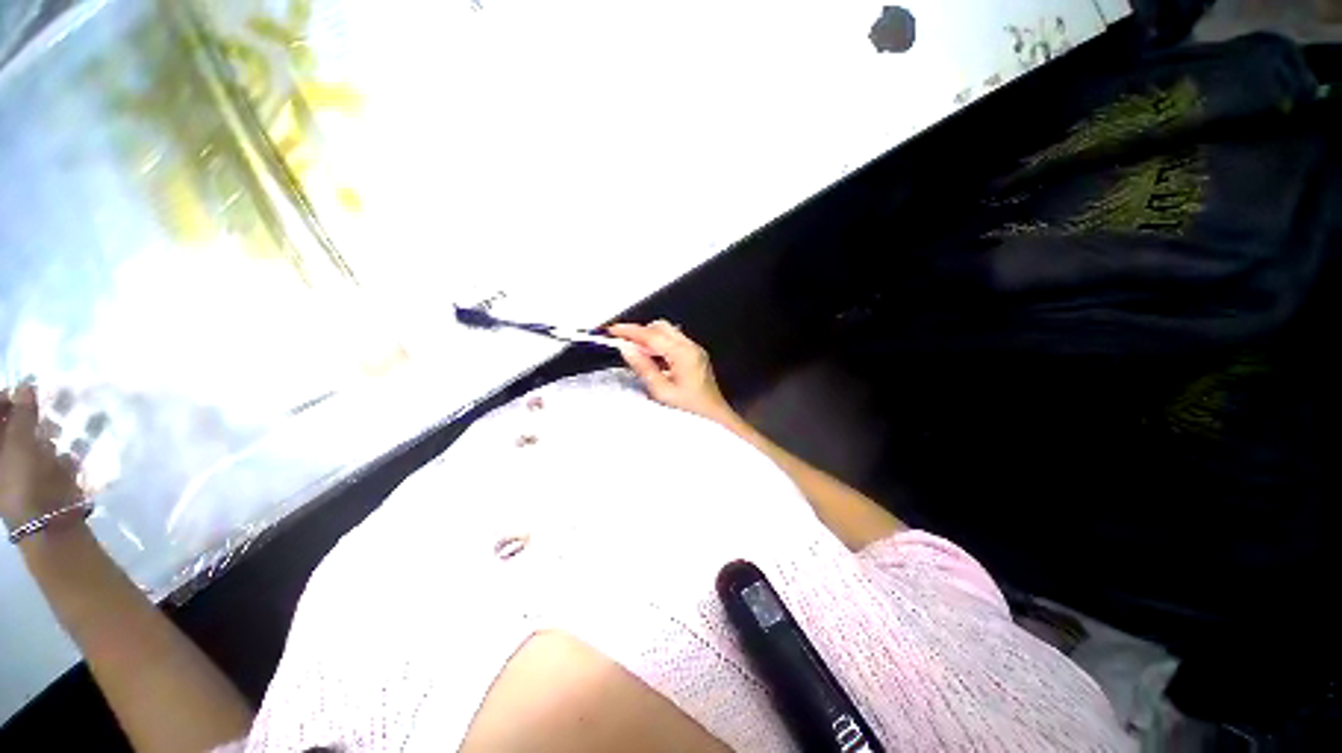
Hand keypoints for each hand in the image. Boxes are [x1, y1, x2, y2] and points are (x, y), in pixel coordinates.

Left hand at [0, 385, 84, 532]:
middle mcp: (3, 456)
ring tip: (54, 431)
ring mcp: (20, 468)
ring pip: (29, 438)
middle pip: (10, 426)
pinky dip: (53, 447)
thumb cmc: (23, 481)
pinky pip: (45, 453)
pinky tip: (62, 450)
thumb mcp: (20, 444)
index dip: (6, 399)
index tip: (24, 391)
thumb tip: (25, 387)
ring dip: (41, 430)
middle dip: (26, 414)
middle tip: (41, 406)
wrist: (49, 522)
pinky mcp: (39, 475)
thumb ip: (22, 414)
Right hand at [608, 321, 736, 424]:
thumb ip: (643, 367)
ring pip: (668, 332)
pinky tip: (651, 359)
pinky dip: (659, 345)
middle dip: (640, 332)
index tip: (612, 331)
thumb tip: (627, 349)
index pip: (651, 335)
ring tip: (635, 352)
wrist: (714, 419)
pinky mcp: (696, 356)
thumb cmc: (690, 410)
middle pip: (661, 327)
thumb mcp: (661, 392)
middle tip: (623, 343)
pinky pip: (674, 342)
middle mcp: (691, 347)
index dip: (630, 331)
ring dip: (650, 338)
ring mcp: (695, 350)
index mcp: (683, 354)